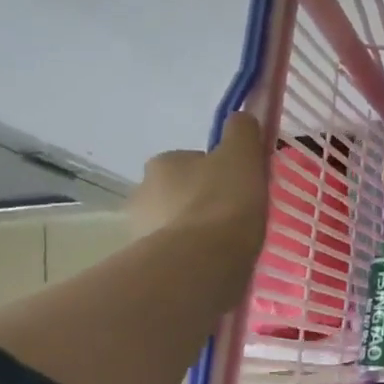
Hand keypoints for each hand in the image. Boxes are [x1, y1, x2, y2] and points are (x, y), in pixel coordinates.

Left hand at [128, 114, 267, 265]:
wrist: (202, 260)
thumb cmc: (224, 202)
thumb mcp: (242, 156)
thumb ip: (242, 133)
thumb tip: (240, 118)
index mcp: (163, 162)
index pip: (194, 162)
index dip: (220, 174)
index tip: (241, 189)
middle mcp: (142, 191)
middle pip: (182, 193)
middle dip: (203, 203)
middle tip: (236, 219)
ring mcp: (140, 229)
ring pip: (177, 224)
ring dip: (197, 232)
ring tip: (228, 247)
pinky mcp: (147, 262)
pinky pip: (176, 253)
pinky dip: (193, 256)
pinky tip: (215, 265)